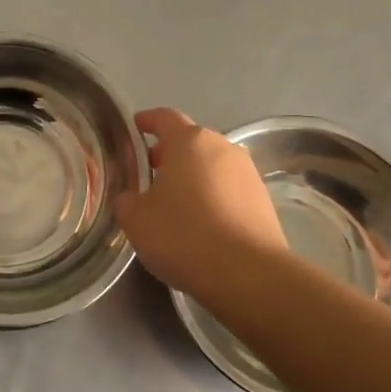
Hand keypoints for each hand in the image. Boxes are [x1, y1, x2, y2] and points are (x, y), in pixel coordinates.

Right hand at [114, 108, 286, 296]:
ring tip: (175, 203)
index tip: (136, 126)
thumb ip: (127, 200)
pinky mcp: (263, 200)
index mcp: (189, 141)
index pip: (164, 118)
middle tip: (150, 173)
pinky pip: (229, 190)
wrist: (248, 274)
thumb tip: (132, 197)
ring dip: (193, 177)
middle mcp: (223, 148)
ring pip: (212, 166)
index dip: (147, 120)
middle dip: (170, 154)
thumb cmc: (183, 235)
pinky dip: (212, 197)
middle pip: (191, 142)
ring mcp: (248, 174)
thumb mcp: (136, 219)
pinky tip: (201, 224)